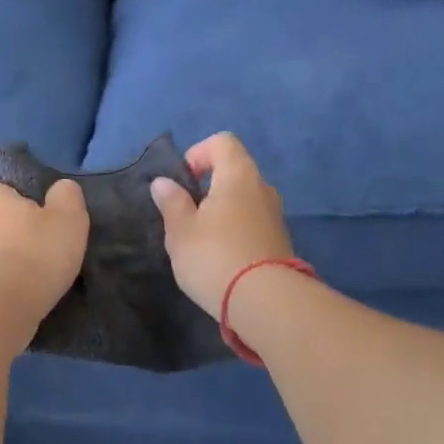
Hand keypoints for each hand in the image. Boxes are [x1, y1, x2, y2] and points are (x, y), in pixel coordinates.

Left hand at [0, 180, 88, 335]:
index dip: (33, 208)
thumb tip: (61, 189)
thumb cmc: (36, 254)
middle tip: (46, 253)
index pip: (12, 193)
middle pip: (1, 222)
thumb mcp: (68, 217)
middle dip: (19, 235)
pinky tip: (21, 295)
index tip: (51, 228)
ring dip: (11, 261)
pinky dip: (3, 283)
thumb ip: (67, 196)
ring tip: (36, 279)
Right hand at [150, 133, 294, 316]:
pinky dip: (236, 231)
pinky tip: (222, 258)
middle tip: (186, 216)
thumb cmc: (214, 257)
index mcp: (238, 175)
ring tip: (202, 241)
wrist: (264, 301)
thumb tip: (164, 182)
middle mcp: (262, 188)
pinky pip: (253, 223)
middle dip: (208, 188)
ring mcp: (275, 215)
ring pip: (244, 200)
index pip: (222, 142)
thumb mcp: (180, 231)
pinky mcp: (280, 241)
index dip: (198, 154)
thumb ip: (172, 202)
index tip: (183, 183)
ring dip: (223, 212)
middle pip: (234, 172)